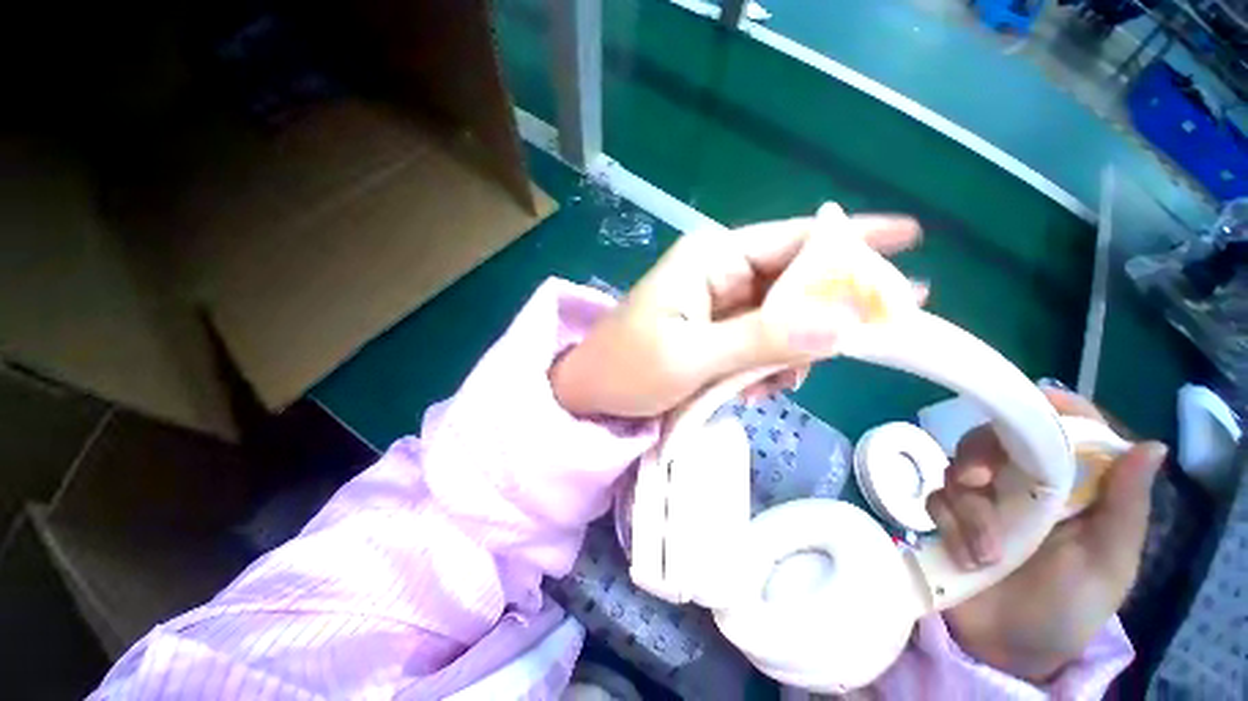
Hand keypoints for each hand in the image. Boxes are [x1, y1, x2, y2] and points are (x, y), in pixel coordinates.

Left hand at [550, 206, 922, 416]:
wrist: (588, 395)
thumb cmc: (626, 370)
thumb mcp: (691, 357)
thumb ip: (762, 339)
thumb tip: (842, 323)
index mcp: (711, 259)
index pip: (794, 239)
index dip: (852, 240)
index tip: (911, 241)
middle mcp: (719, 273)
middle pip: (796, 283)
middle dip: (822, 317)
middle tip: (849, 346)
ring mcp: (718, 305)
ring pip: (782, 320)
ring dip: (787, 354)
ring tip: (763, 386)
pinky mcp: (714, 334)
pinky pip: (761, 344)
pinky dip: (765, 368)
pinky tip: (746, 390)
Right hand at [926, 388, 1167, 682]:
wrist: (1010, 649)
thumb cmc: (1071, 608)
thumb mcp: (1108, 563)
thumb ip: (1126, 508)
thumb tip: (1151, 446)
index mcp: (1072, 489)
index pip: (1067, 432)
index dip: (1053, 409)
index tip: (1032, 402)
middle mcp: (1025, 486)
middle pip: (994, 439)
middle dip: (981, 454)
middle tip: (978, 482)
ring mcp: (983, 501)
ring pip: (958, 469)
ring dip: (969, 510)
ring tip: (987, 554)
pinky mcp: (949, 517)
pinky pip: (936, 499)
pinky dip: (949, 525)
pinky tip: (967, 558)